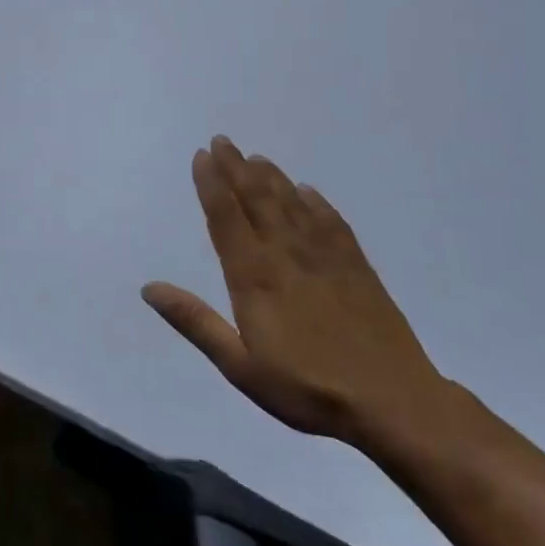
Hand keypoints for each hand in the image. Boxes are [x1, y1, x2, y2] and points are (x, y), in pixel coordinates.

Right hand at [143, 135, 449, 449]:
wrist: (395, 404)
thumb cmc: (308, 389)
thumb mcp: (240, 365)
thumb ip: (195, 322)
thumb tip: (149, 288)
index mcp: (254, 276)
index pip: (226, 218)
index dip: (211, 184)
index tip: (201, 155)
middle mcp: (286, 255)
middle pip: (257, 200)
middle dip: (236, 168)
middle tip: (223, 141)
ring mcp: (326, 258)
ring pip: (292, 205)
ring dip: (272, 179)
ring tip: (257, 158)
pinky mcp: (358, 268)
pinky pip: (332, 223)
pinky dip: (317, 203)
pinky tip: (309, 192)